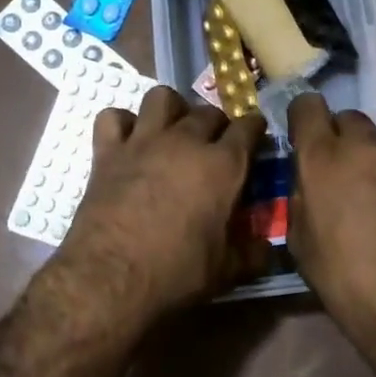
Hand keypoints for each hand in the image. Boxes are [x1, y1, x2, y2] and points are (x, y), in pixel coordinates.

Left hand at [54, 86, 266, 324]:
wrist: (110, 278)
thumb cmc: (176, 274)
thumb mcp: (225, 271)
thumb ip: (251, 253)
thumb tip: (266, 248)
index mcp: (222, 165)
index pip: (248, 127)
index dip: (254, 129)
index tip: (255, 136)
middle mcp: (186, 140)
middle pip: (208, 111)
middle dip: (217, 122)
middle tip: (215, 144)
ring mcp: (144, 140)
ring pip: (162, 98)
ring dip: (171, 109)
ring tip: (172, 130)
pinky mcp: (109, 150)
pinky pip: (113, 117)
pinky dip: (121, 124)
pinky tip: (127, 140)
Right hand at [287, 94, 375, 356]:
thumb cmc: (348, 283)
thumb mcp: (302, 245)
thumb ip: (301, 198)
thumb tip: (308, 182)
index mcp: (324, 157)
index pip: (307, 106)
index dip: (302, 119)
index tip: (301, 140)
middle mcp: (365, 147)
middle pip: (347, 119)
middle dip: (338, 137)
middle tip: (335, 173)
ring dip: (367, 160)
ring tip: (368, 202)